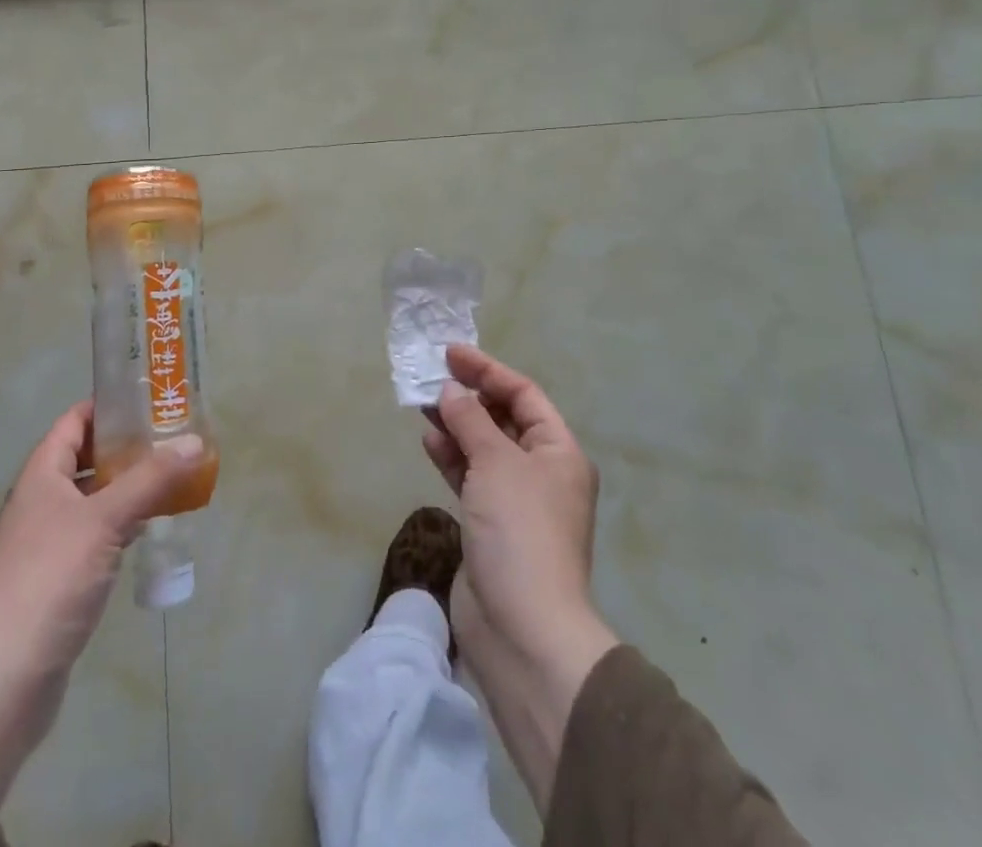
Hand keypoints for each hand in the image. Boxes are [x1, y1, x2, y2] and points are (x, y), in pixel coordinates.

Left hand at [0, 402, 205, 799]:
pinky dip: (122, 524)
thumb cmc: (49, 581)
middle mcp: (41, 501)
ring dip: (128, 488)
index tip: (152, 400)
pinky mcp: (58, 578)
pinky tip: (151, 528)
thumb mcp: (104, 520)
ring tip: (173, 477)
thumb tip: (194, 440)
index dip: (109, 407)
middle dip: (128, 448)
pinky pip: (96, 535)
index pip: (75, 421)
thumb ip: (150, 479)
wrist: (3, 679)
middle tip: (173, 439)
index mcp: (41, 475)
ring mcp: (47, 541)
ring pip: (94, 499)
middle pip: (86, 458)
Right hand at [422, 344, 617, 810]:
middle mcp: (541, 471)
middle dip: (469, 396)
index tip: (450, 353)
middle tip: (431, 375)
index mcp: (558, 452)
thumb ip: (470, 420)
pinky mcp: (490, 525)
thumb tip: (451, 391)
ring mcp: (515, 500)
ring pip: (483, 447)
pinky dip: (451, 456)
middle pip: (503, 419)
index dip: (487, 370)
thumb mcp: (496, 463)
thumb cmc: (519, 532)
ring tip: (423, 403)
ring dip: (456, 424)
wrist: (522, 629)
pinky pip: (470, 476)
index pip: (523, 394)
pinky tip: (429, 440)